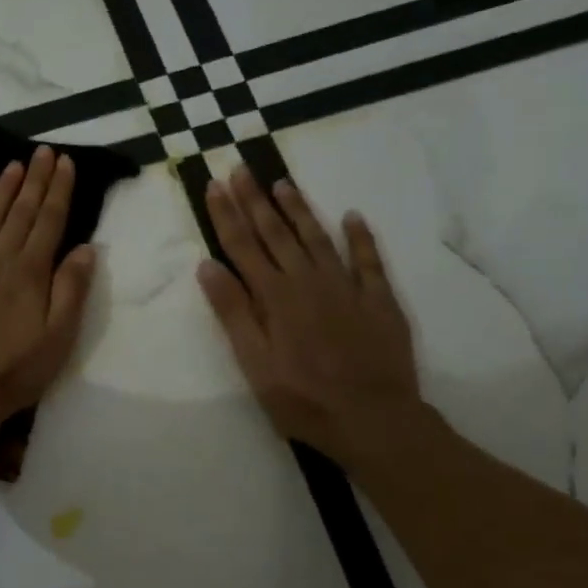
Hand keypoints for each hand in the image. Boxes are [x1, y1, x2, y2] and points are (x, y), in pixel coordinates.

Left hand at [0, 146, 97, 429]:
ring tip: (12, 165)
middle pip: (19, 214)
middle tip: (42, 151)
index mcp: (29, 275)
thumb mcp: (57, 340)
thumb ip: (71, 291)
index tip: (64, 162)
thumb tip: (86, 248)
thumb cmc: (11, 374)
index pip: (48, 223)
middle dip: (34, 181)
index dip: (58, 191)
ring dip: (0, 191)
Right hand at [196, 164, 424, 467]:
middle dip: (255, 200)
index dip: (226, 215)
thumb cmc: (302, 398)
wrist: (373, 418)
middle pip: (276, 234)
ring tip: (282, 183)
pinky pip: (368, 260)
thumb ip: (233, 313)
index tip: (213, 185)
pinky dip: (359, 236)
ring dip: (298, 209)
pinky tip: (352, 217)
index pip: (243, 246)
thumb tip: (208, 266)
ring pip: (317, 238)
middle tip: (240, 168)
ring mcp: (347, 288)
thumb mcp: (254, 363)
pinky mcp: (378, 300)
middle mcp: (308, 282)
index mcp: (274, 298)